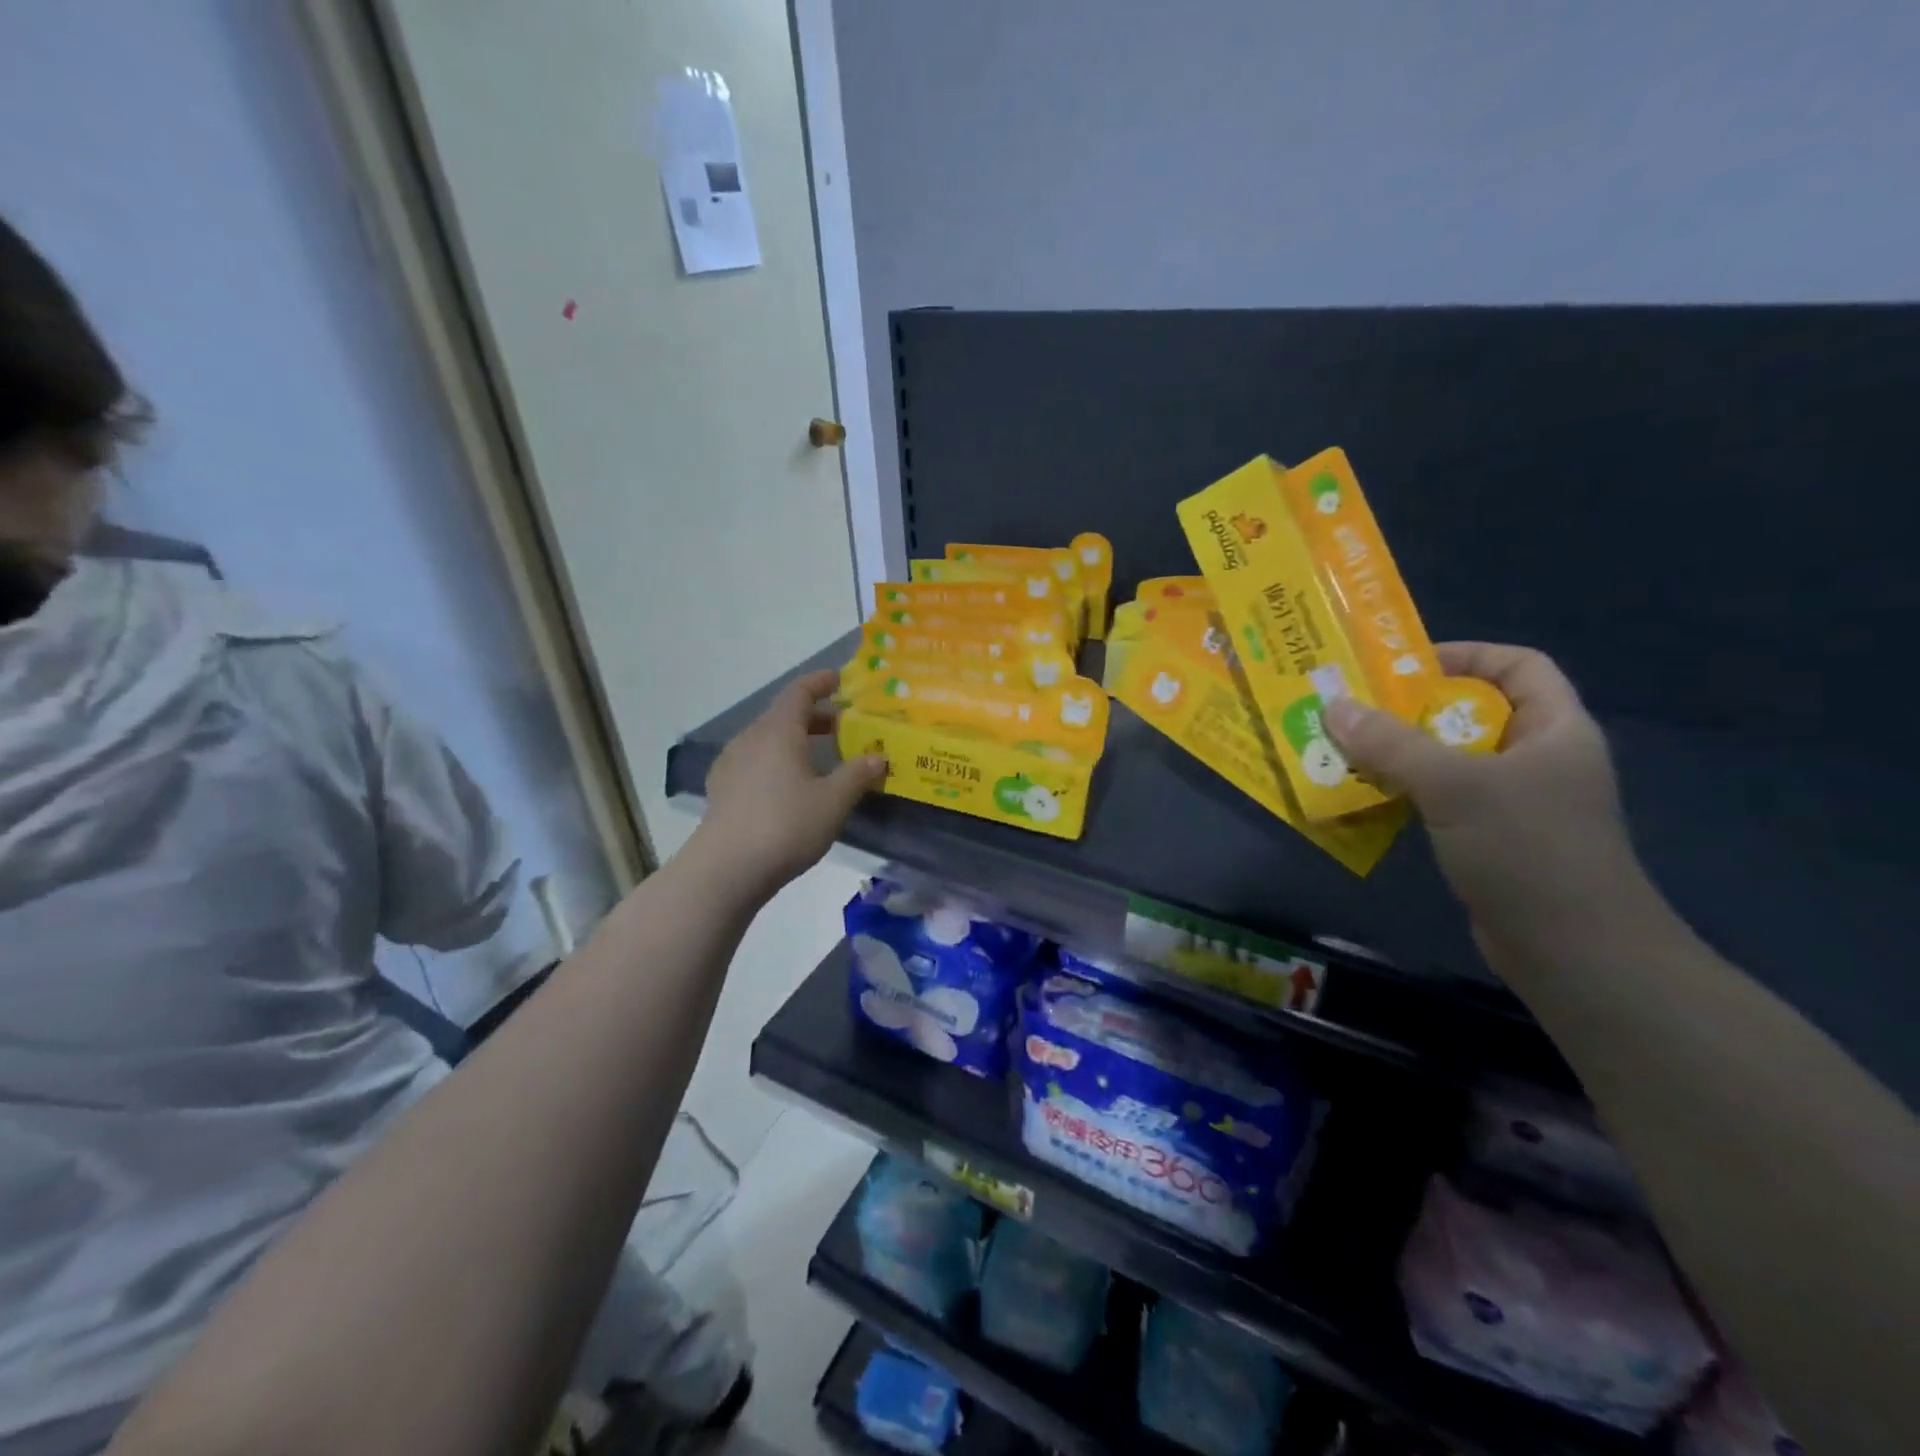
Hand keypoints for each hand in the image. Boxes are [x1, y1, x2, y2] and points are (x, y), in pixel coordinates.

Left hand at [695, 668, 886, 897]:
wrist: (726, 869)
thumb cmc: (786, 825)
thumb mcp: (833, 801)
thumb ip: (857, 775)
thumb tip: (877, 757)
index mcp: (777, 731)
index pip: (799, 692)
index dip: (820, 682)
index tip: (840, 680)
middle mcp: (750, 739)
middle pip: (783, 716)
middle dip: (814, 717)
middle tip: (842, 726)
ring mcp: (731, 764)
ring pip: (768, 740)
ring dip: (795, 741)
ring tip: (820, 758)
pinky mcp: (722, 790)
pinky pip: (755, 762)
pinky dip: (778, 762)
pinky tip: (790, 787)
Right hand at [1324, 643, 1649, 950]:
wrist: (1574, 953)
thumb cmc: (1528, 850)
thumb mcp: (1455, 785)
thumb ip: (1392, 744)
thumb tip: (1333, 706)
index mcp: (1555, 729)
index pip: (1518, 666)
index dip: (1466, 655)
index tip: (1404, 667)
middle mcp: (1539, 758)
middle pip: (1473, 712)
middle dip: (1412, 708)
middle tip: (1354, 709)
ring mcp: (1517, 803)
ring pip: (1450, 759)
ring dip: (1400, 753)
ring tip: (1346, 749)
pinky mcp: (1492, 840)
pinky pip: (1441, 799)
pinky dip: (1405, 791)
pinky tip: (1366, 796)